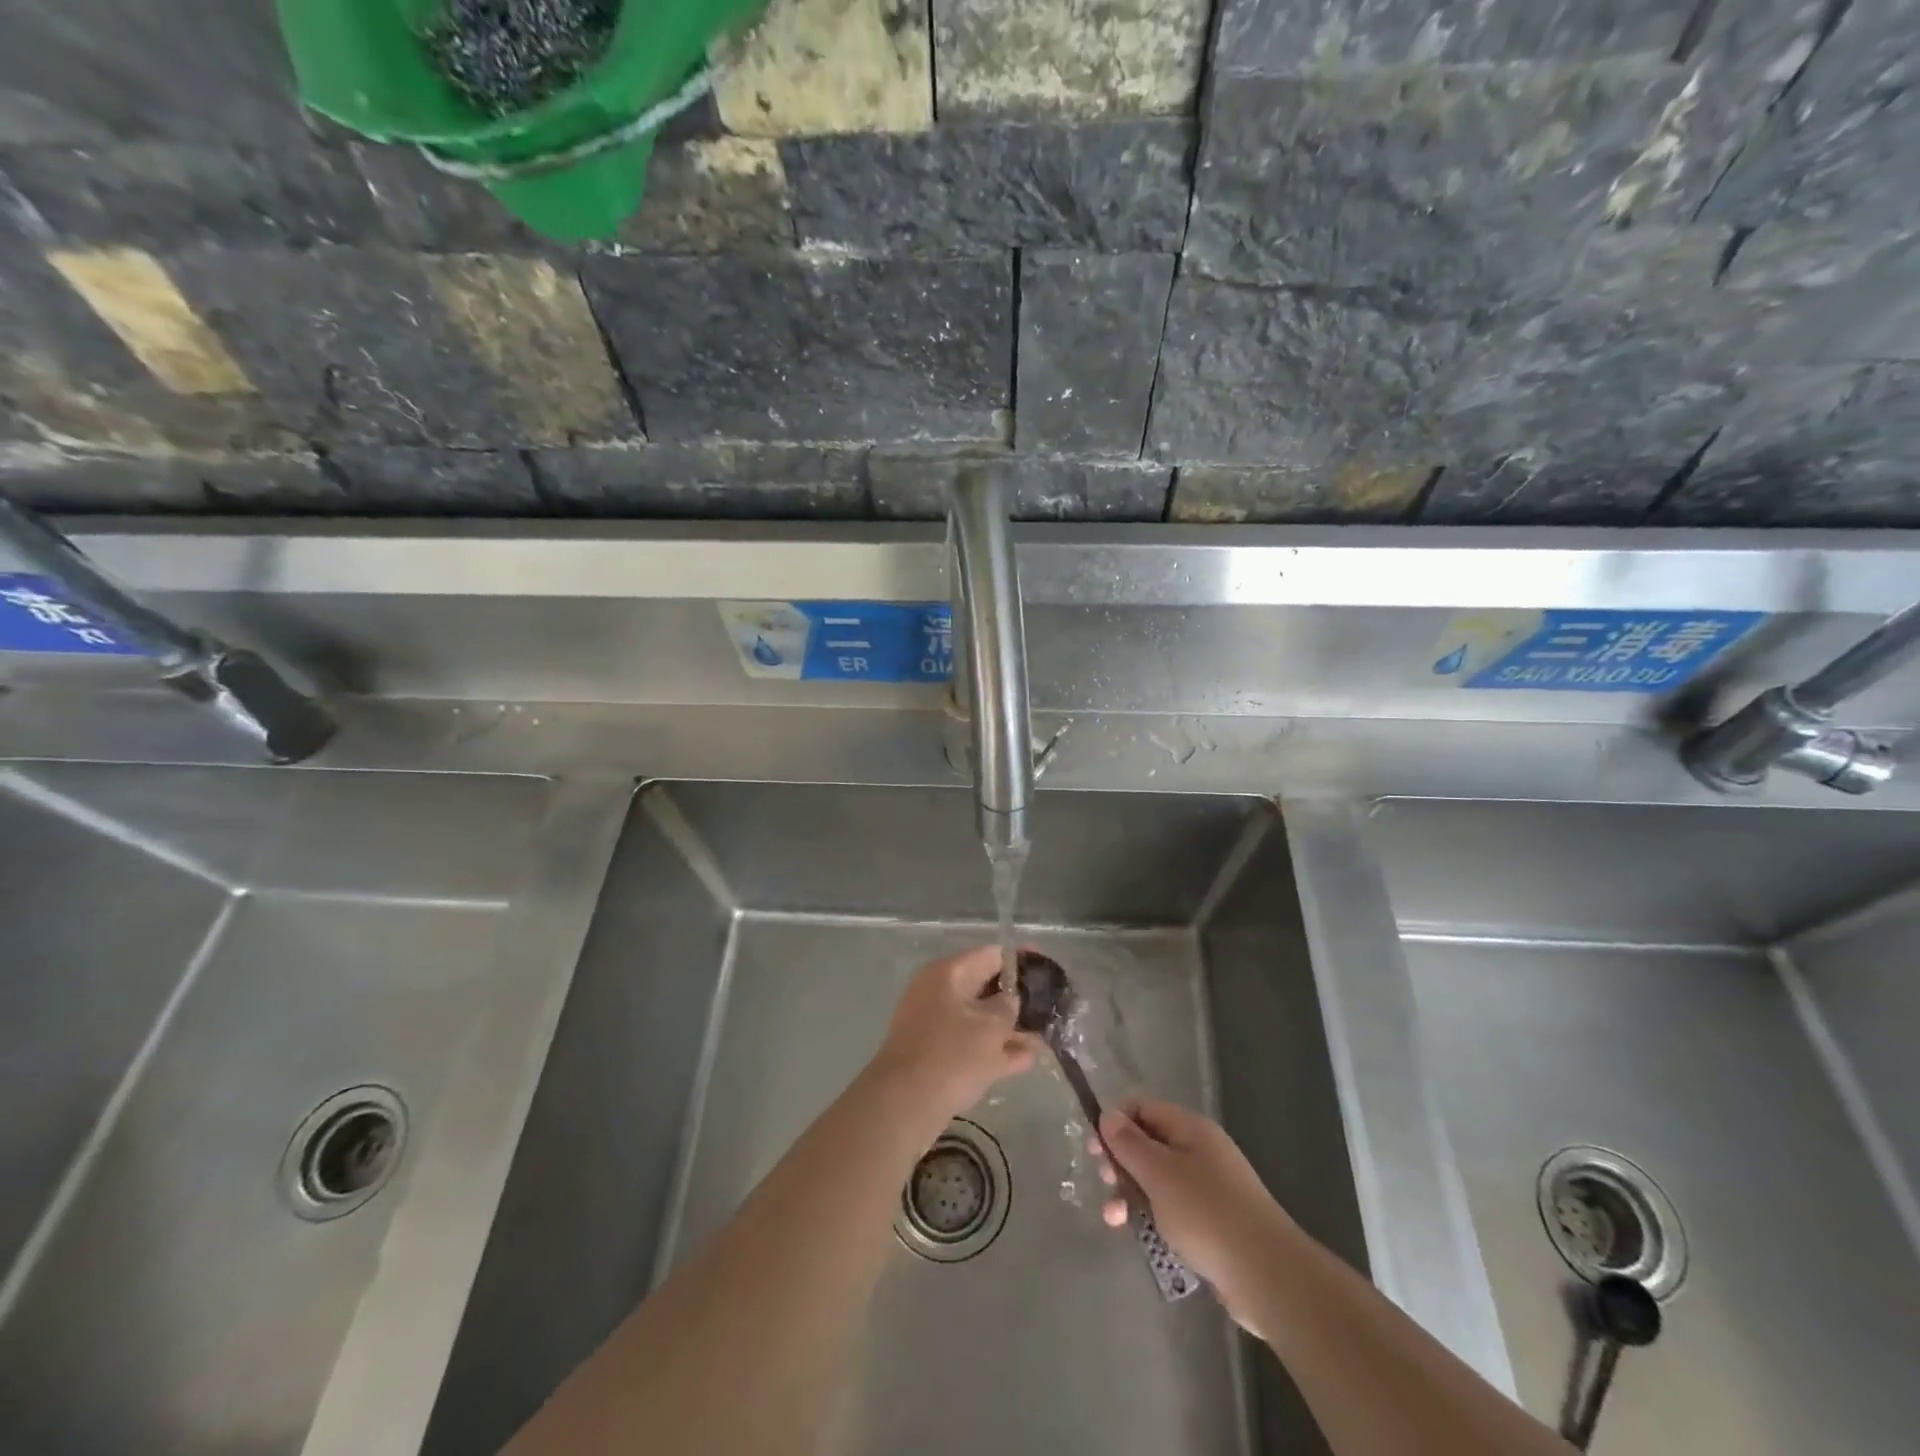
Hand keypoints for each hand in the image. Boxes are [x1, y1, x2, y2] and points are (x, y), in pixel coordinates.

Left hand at [871, 946, 1036, 1117]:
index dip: (1022, 960)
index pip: (991, 955)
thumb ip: (1008, 1007)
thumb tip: (1011, 1001)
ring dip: (1011, 1028)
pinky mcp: (936, 1057)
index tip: (1049, 969)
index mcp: (948, 974)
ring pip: (981, 1019)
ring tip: (1046, 1035)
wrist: (904, 1106)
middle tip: (1051, 1006)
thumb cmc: (950, 1055)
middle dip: (1019, 998)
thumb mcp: (989, 1027)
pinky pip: (972, 1045)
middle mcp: (940, 993)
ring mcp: (935, 1026)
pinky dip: (996, 1050)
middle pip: (986, 987)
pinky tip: (1028, 1060)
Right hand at [1095, 1099, 1293, 1334]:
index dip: (1116, 1122)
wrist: (1267, 1275)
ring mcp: (1209, 1187)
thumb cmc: (1207, 1214)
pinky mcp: (1213, 1223)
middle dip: (1121, 1161)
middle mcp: (1200, 1151)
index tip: (1095, 1149)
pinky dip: (1152, 1216)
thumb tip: (1108, 1115)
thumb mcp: (1159, 1173)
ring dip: (1131, 1193)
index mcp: (1191, 1128)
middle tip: (1106, 1183)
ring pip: (1158, 1179)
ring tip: (1114, 1219)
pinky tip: (1139, 1236)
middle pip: (1149, 1143)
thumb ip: (1129, 1143)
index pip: (1143, 1108)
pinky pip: (1173, 1209)